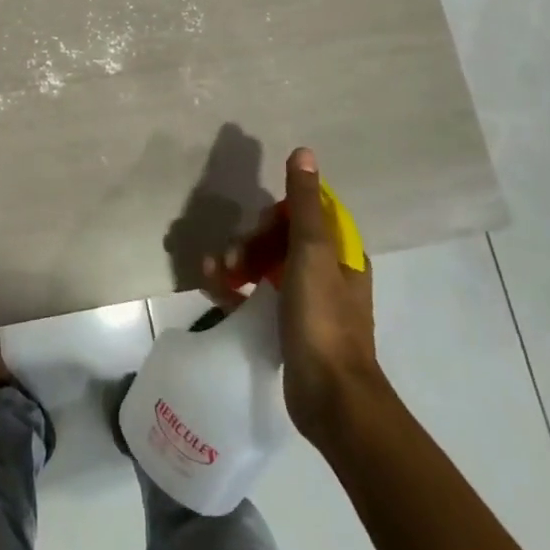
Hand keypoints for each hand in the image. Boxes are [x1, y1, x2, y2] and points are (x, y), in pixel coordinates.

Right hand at [203, 148, 379, 444]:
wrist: (331, 398)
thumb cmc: (323, 319)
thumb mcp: (312, 253)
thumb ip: (305, 202)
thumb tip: (304, 152)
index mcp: (341, 253)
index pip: (306, 214)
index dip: (278, 214)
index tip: (261, 226)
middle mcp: (326, 272)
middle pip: (281, 238)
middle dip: (251, 241)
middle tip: (232, 259)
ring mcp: (306, 301)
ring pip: (265, 265)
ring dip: (236, 262)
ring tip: (213, 272)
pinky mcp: (287, 326)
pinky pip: (255, 294)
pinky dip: (233, 287)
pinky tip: (209, 286)